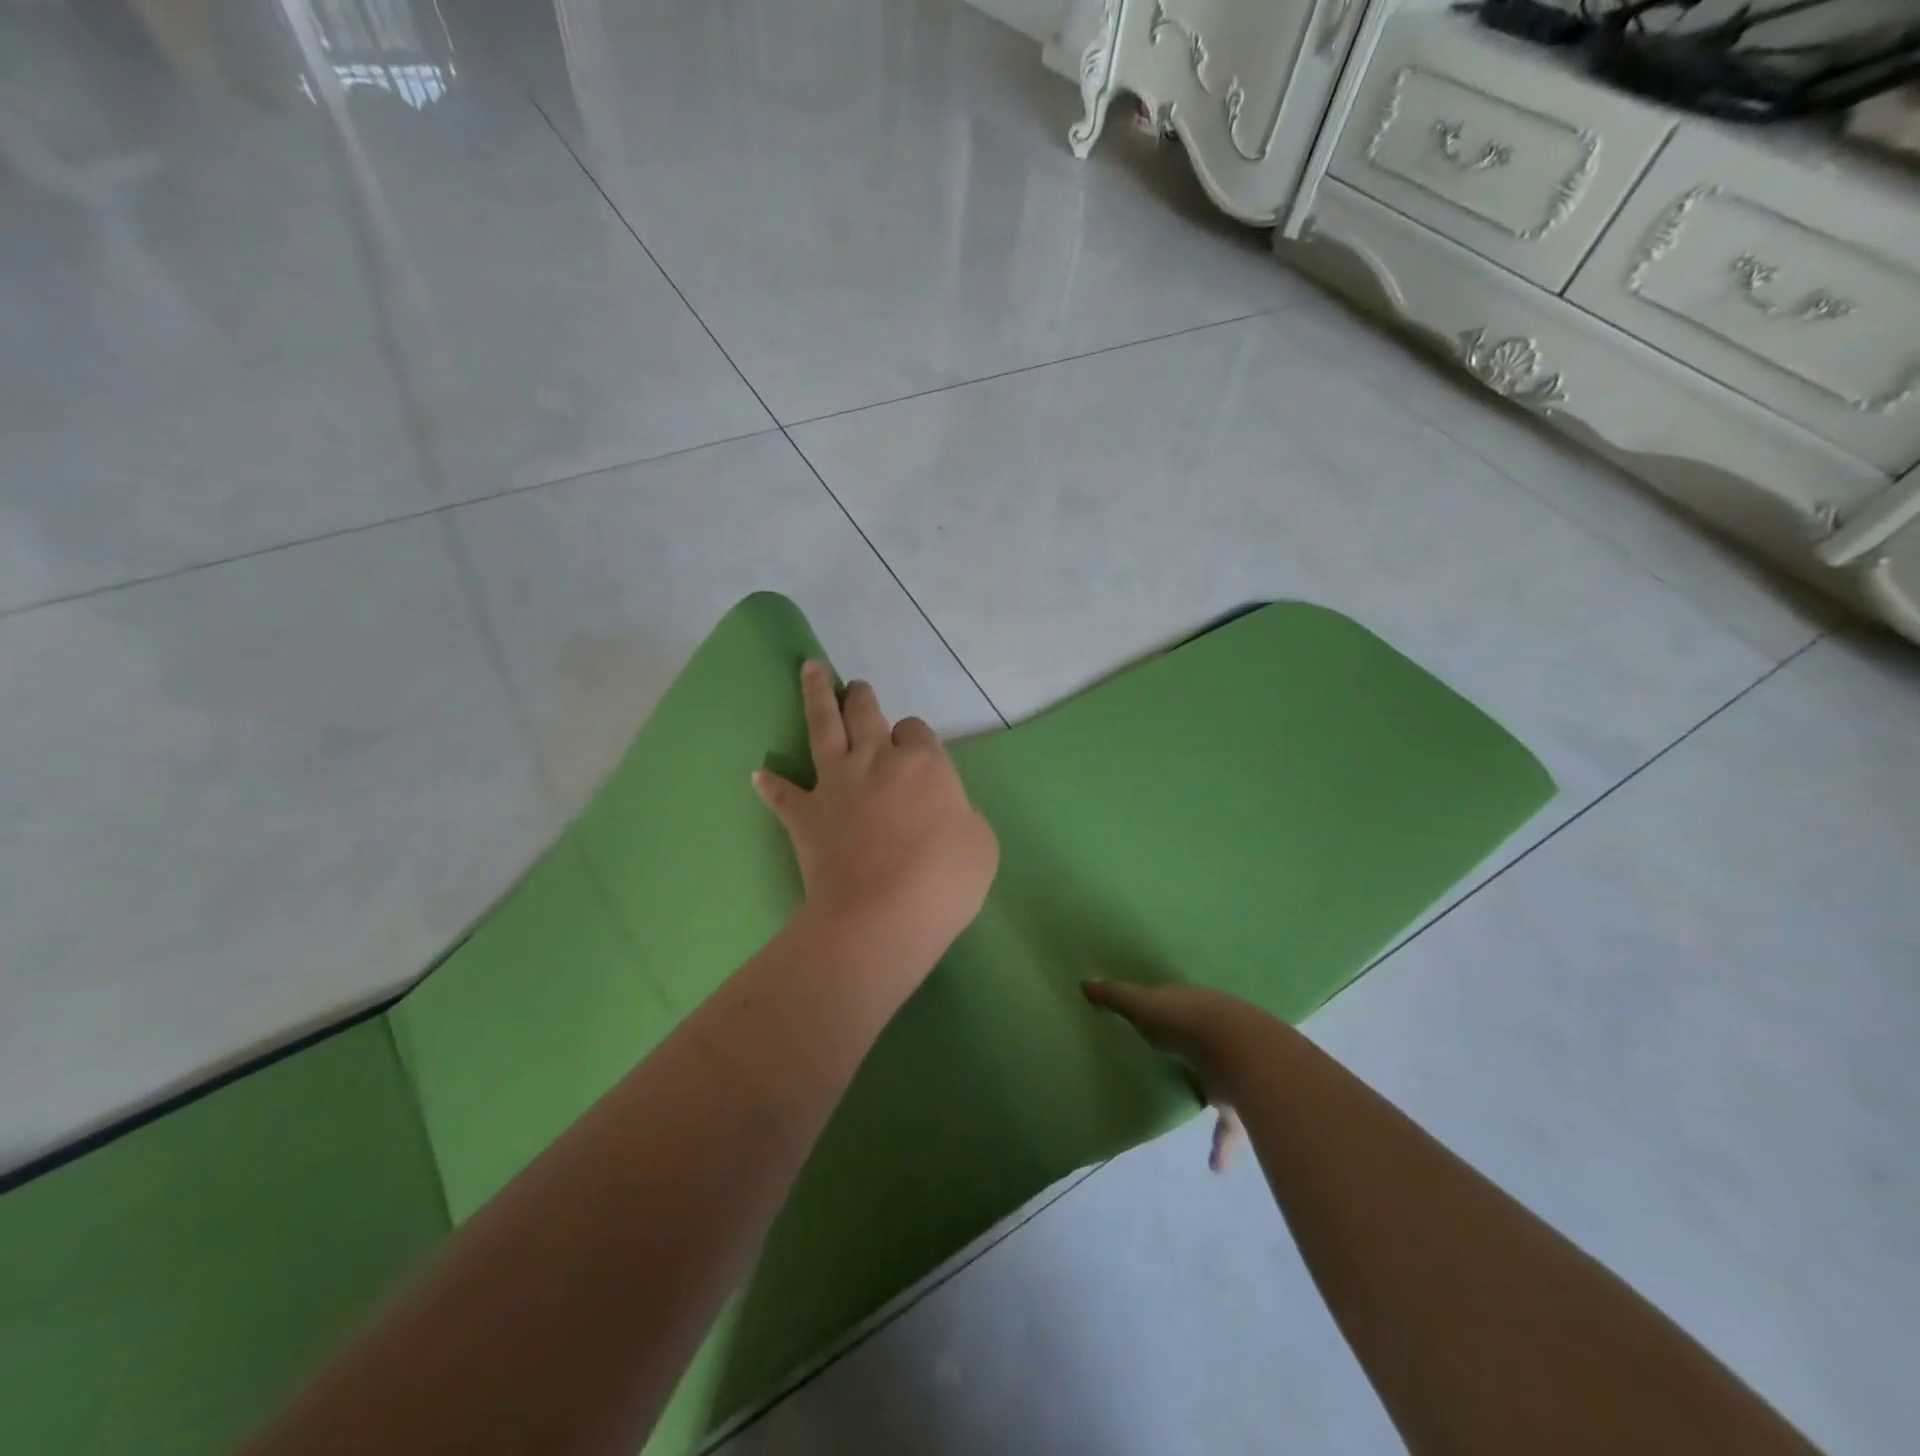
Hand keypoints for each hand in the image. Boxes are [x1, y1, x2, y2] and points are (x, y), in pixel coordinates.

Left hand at [754, 662, 998, 978]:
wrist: (882, 916)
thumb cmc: (944, 880)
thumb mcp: (980, 843)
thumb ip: (962, 814)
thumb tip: (945, 812)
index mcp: (923, 763)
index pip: (917, 731)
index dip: (915, 738)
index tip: (915, 751)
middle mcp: (877, 760)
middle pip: (866, 713)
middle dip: (862, 697)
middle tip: (856, 687)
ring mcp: (836, 784)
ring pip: (823, 727)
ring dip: (816, 695)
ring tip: (810, 669)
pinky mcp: (805, 814)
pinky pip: (784, 794)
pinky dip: (772, 783)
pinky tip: (759, 774)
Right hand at [1082, 979, 1253, 1173]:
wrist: (1243, 1052)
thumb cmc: (1187, 1021)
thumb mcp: (1144, 1005)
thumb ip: (1116, 997)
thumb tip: (1084, 981)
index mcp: (1194, 1005)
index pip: (1177, 1005)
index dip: (1164, 1010)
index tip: (1149, 1018)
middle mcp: (1216, 1034)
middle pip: (1199, 1040)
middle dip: (1188, 1047)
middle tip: (1169, 1059)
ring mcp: (1232, 1068)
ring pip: (1218, 1081)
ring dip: (1207, 1094)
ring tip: (1192, 1107)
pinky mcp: (1239, 1103)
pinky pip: (1227, 1127)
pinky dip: (1221, 1145)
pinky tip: (1215, 1167)